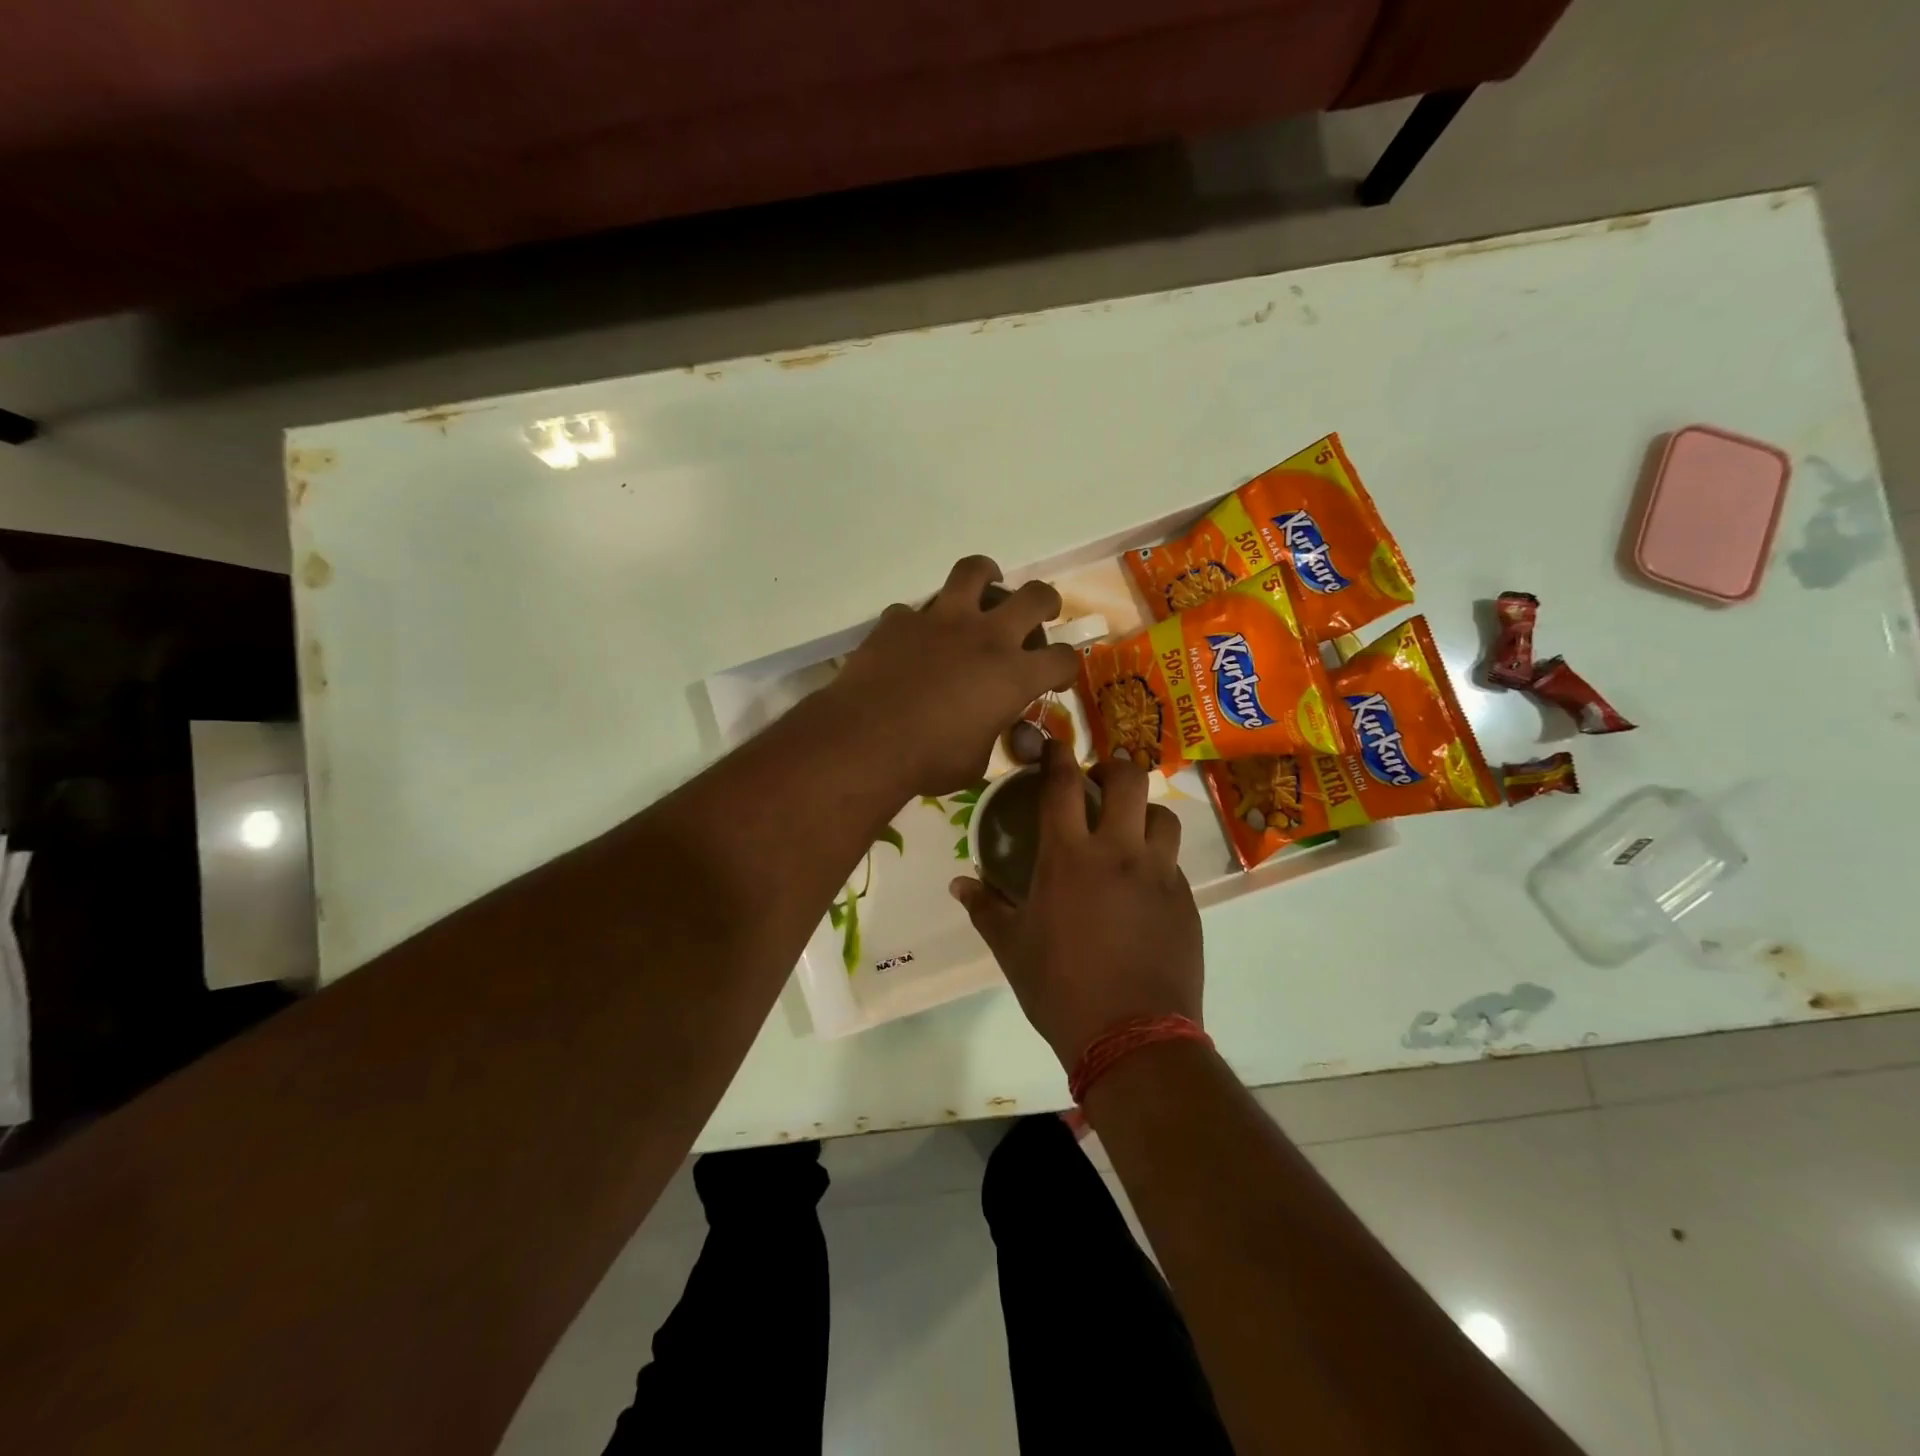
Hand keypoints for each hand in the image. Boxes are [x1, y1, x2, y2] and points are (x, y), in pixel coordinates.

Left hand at [827, 556, 1078, 796]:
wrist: (866, 741)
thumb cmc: (928, 760)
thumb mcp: (976, 762)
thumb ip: (991, 735)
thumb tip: (988, 728)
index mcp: (1013, 675)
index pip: (1062, 659)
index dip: (1066, 668)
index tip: (1057, 678)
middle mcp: (986, 637)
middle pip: (1034, 596)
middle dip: (1046, 602)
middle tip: (1039, 614)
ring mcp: (941, 620)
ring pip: (974, 572)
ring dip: (987, 576)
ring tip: (986, 585)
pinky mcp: (900, 620)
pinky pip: (915, 610)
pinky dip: (920, 622)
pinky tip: (916, 638)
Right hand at [952, 742, 1202, 1068]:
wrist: (1132, 1036)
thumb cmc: (1060, 988)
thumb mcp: (1012, 947)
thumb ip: (985, 907)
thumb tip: (958, 884)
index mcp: (1068, 857)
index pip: (1062, 786)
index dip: (1058, 756)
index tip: (1054, 744)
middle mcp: (1118, 852)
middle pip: (1128, 780)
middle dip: (1113, 768)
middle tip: (1099, 784)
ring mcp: (1159, 874)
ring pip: (1163, 815)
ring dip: (1143, 812)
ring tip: (1128, 830)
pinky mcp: (1186, 900)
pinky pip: (1174, 861)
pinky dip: (1158, 857)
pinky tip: (1142, 884)